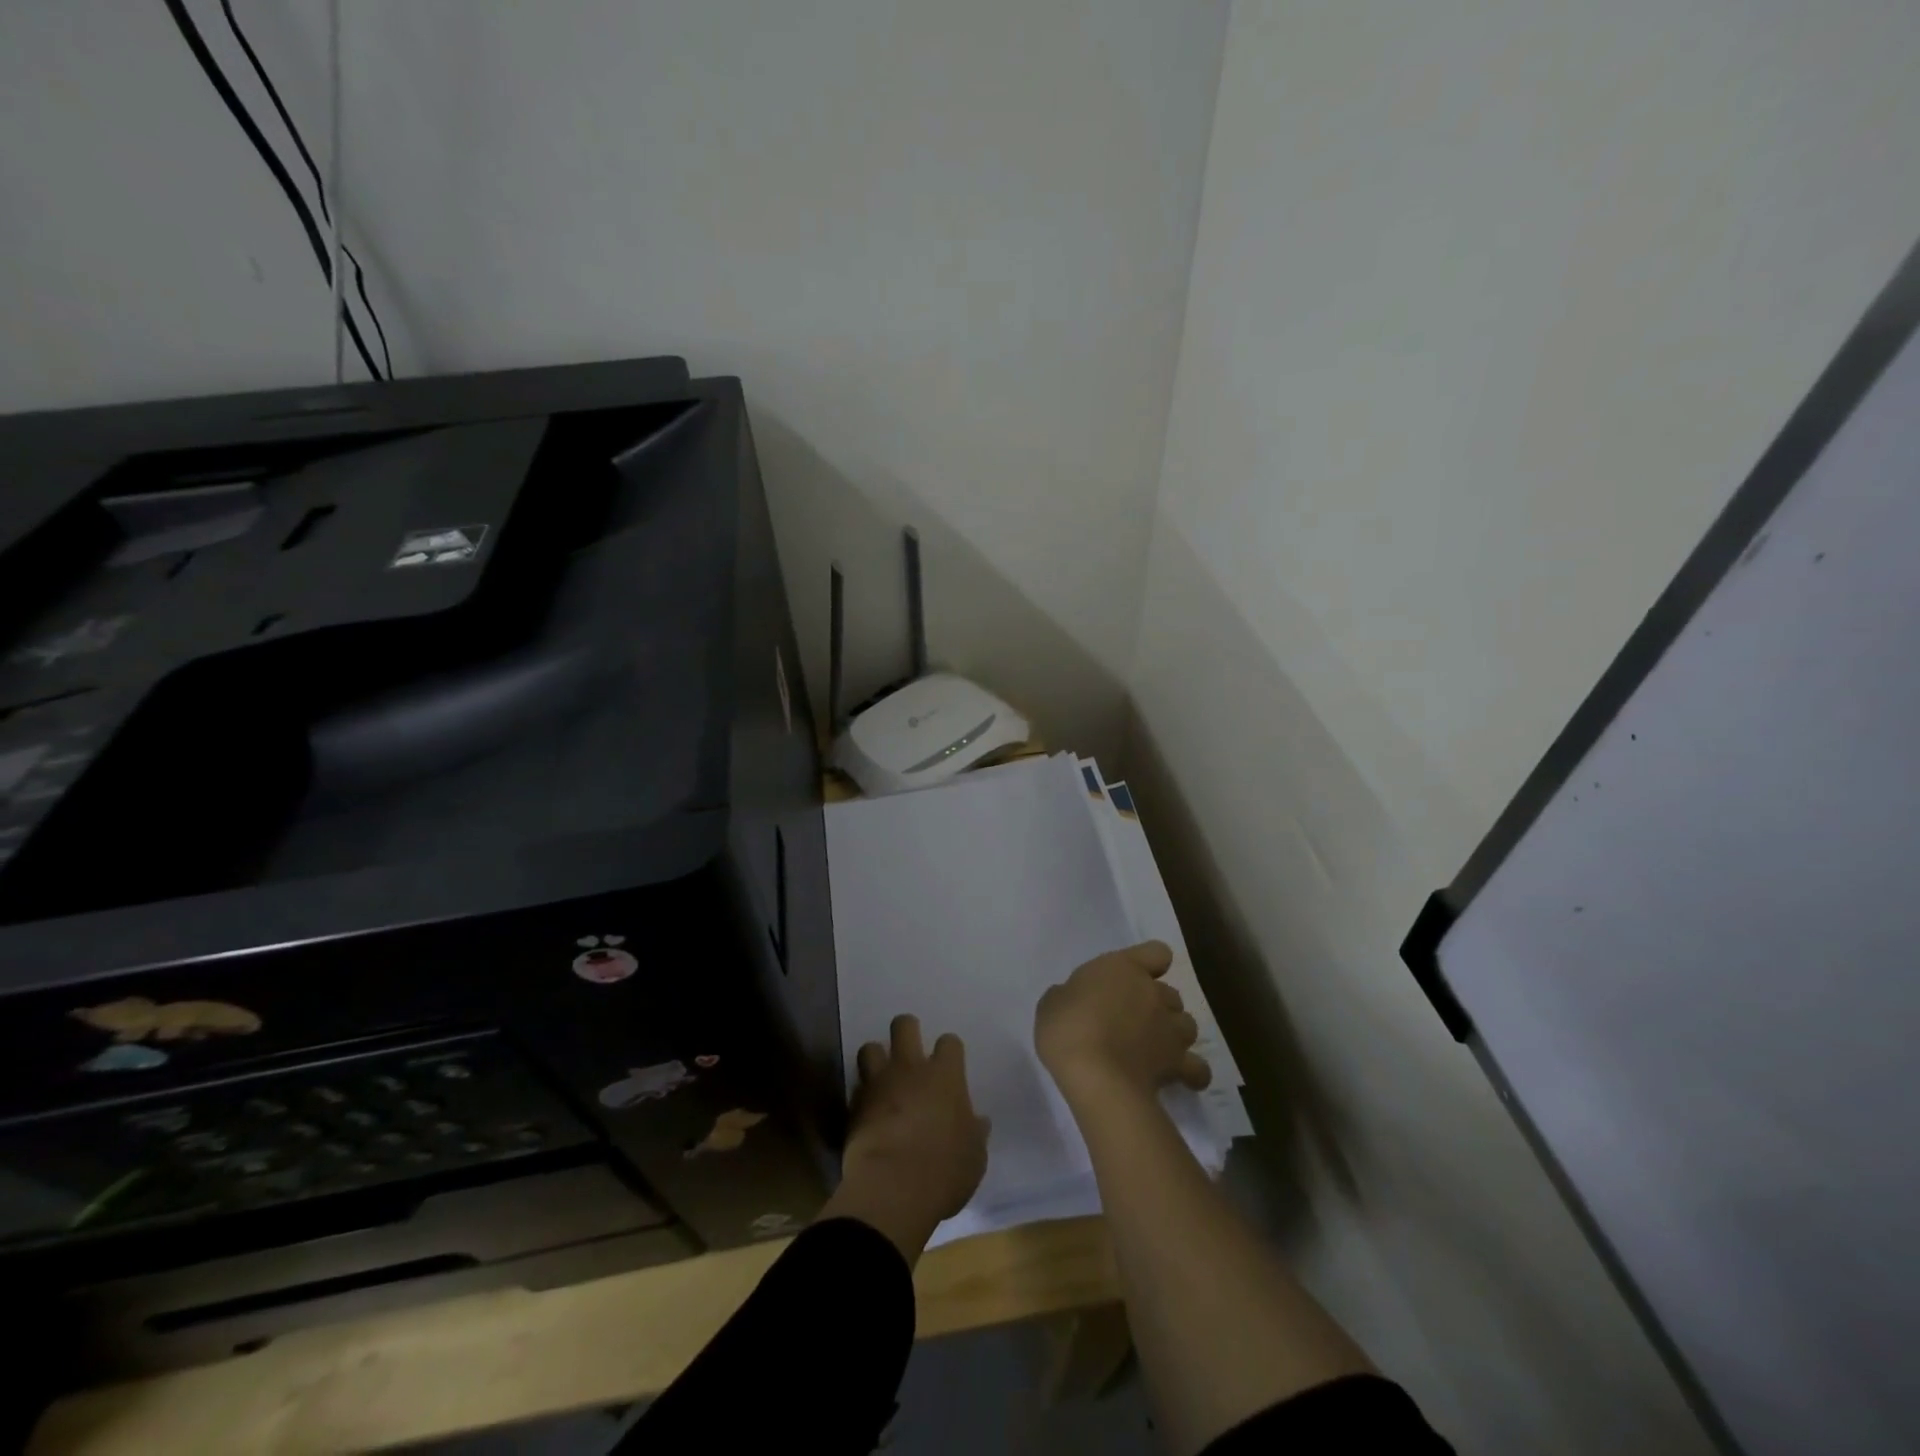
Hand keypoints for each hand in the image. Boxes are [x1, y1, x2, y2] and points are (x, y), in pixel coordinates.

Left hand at [822, 1015, 988, 1262]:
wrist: (892, 1189)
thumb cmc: (944, 1171)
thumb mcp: (974, 1156)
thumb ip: (974, 1132)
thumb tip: (978, 1122)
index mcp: (945, 1076)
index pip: (950, 1043)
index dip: (949, 1050)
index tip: (950, 1063)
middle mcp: (910, 1069)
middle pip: (904, 1026)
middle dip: (907, 1029)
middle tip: (910, 1047)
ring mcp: (879, 1084)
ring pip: (870, 1048)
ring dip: (876, 1058)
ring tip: (882, 1075)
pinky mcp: (854, 1106)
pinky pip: (857, 1087)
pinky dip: (863, 1094)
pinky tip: (868, 1109)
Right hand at [1035, 941, 1210, 1106]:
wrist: (1095, 1075)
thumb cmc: (1067, 1027)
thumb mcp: (1052, 1003)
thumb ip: (1070, 995)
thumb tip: (1075, 1000)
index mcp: (1124, 968)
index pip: (1157, 952)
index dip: (1150, 963)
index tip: (1134, 977)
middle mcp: (1154, 993)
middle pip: (1170, 993)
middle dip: (1157, 1005)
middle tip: (1132, 1022)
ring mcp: (1170, 1028)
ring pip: (1187, 1024)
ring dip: (1174, 1033)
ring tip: (1154, 1049)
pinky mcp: (1178, 1064)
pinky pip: (1197, 1068)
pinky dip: (1192, 1071)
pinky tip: (1179, 1078)